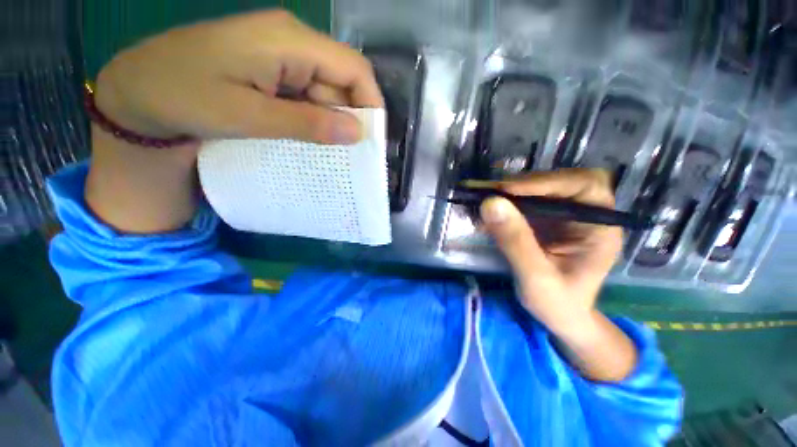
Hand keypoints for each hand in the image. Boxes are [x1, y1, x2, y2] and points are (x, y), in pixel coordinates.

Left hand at [95, 9, 383, 143]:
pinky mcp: (272, 72)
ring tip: (327, 153)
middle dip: (350, 119)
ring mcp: (282, 57)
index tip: (371, 140)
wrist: (138, 92)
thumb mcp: (249, 115)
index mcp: (290, 41)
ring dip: (331, 123)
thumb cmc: (183, 96)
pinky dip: (314, 120)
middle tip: (349, 156)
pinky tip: (307, 139)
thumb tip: (357, 133)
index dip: (371, 104)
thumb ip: (308, 123)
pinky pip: (308, 97)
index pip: (354, 69)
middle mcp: (292, 42)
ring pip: (326, 92)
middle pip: (342, 81)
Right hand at [480, 169, 634, 381]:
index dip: (547, 182)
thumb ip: (515, 242)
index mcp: (600, 228)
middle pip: (560, 181)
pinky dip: (505, 203)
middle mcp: (586, 215)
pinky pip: (525, 203)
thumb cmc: (558, 304)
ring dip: (510, 191)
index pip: (585, 186)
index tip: (507, 190)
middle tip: (490, 191)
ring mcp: (564, 216)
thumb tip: (490, 203)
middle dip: (524, 184)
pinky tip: (488, 211)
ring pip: (540, 189)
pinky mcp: (546, 221)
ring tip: (484, 197)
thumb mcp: (536, 278)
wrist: (561, 317)